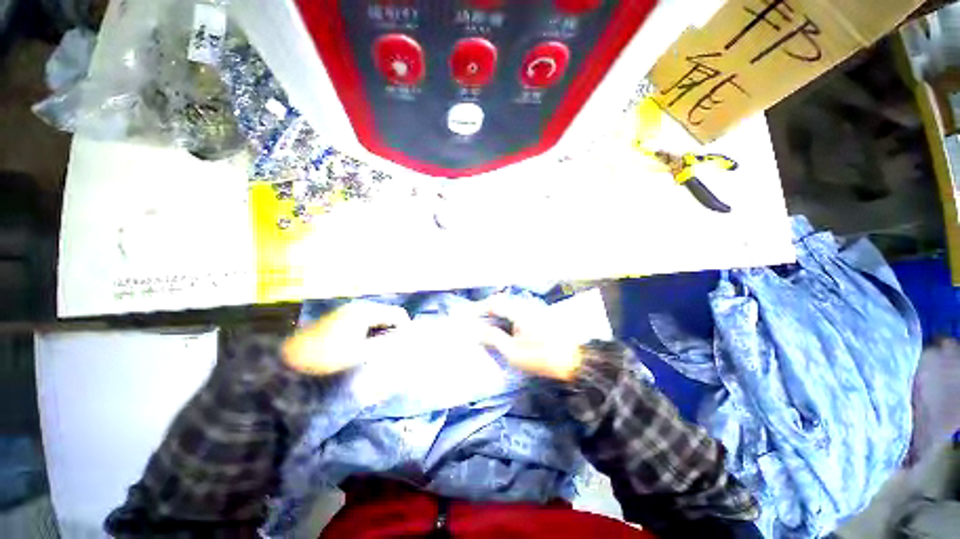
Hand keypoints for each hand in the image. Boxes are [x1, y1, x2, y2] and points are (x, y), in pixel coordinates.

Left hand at [282, 301, 410, 375]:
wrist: (287, 359)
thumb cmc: (326, 357)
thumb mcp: (360, 354)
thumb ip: (386, 346)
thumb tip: (405, 343)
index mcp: (366, 312)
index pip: (398, 314)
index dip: (406, 329)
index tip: (406, 348)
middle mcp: (359, 307)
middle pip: (388, 315)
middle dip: (393, 332)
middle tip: (392, 353)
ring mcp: (348, 312)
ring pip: (376, 320)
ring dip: (381, 335)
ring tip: (378, 354)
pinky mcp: (340, 319)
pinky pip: (365, 323)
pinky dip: (370, 335)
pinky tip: (363, 349)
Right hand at [479, 303, 584, 380]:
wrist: (574, 362)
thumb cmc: (542, 358)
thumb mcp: (514, 352)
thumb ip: (494, 338)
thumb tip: (477, 330)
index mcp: (519, 312)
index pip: (494, 303)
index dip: (479, 308)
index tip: (467, 316)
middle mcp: (526, 306)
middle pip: (501, 302)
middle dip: (486, 309)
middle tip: (474, 320)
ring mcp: (534, 310)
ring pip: (509, 306)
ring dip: (495, 313)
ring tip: (484, 324)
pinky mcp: (538, 316)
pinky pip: (517, 312)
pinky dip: (505, 317)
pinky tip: (502, 327)